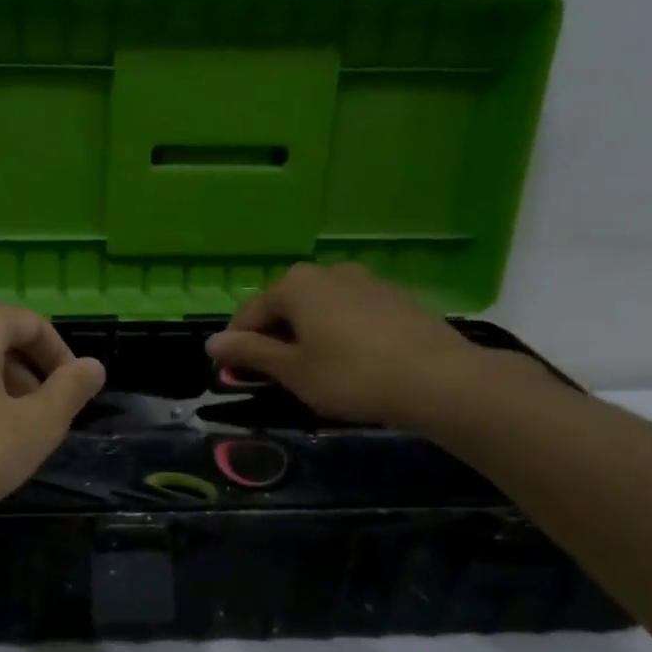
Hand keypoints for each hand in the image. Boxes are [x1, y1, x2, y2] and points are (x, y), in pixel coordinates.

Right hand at [205, 264, 491, 427]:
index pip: (250, 313)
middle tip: (275, 376)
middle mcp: (327, 272)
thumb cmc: (352, 376)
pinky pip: (350, 313)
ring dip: (306, 335)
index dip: (237, 345)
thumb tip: (211, 342)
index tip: (234, 375)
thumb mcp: (293, 371)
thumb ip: (250, 353)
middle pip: (285, 306)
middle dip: (273, 339)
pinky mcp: (394, 297)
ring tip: (313, 371)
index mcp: (295, 285)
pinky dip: (338, 333)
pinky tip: (351, 362)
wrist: (440, 380)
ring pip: (319, 309)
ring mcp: (365, 281)